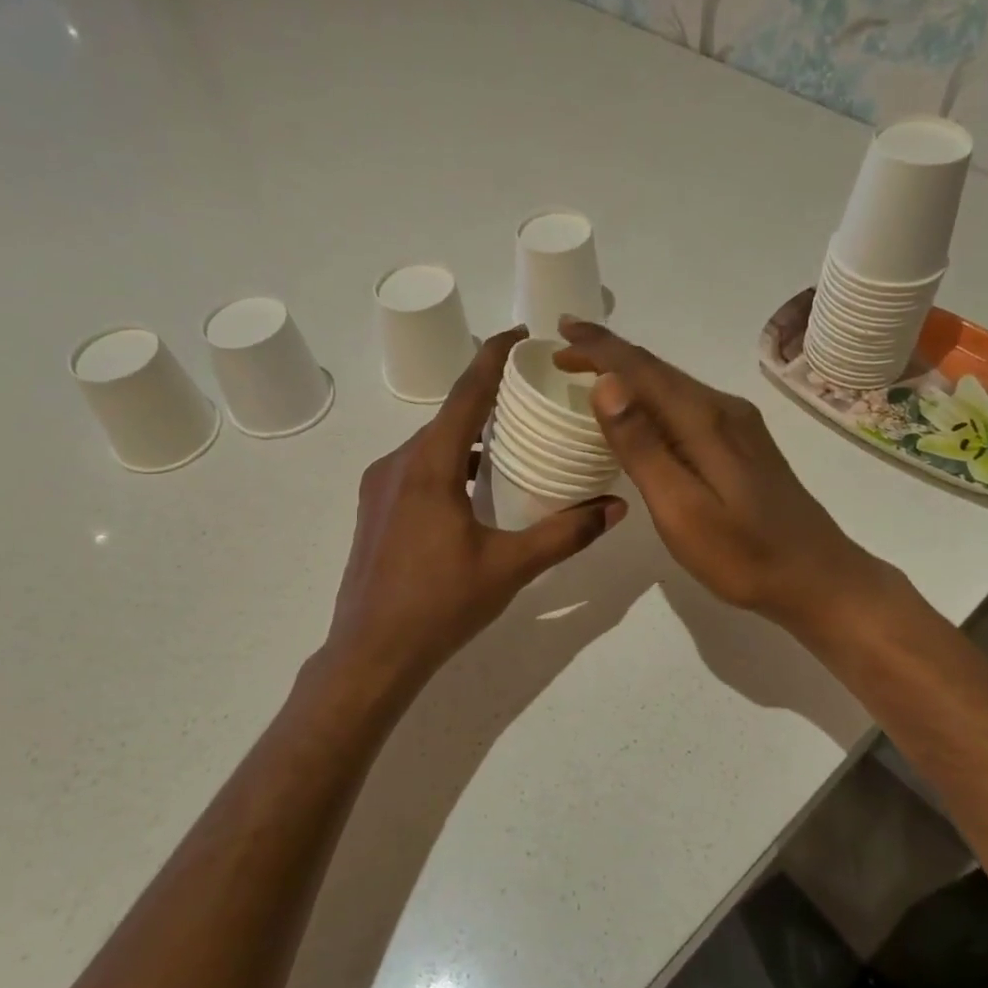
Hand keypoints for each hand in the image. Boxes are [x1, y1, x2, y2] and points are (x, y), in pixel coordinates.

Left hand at [325, 327, 626, 695]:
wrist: (371, 654)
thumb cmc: (440, 606)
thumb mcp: (510, 567)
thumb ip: (566, 533)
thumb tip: (616, 508)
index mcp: (429, 465)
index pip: (467, 392)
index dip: (494, 356)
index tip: (522, 334)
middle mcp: (397, 463)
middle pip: (449, 416)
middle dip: (490, 400)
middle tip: (534, 398)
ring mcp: (379, 487)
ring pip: (432, 445)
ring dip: (470, 438)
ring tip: (514, 445)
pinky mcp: (374, 510)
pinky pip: (417, 469)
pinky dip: (450, 464)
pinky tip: (475, 491)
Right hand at [556, 318, 881, 635]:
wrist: (818, 578)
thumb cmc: (743, 555)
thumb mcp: (682, 509)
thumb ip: (642, 447)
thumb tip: (606, 383)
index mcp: (704, 421)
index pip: (642, 369)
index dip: (599, 347)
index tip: (560, 330)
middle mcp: (723, 410)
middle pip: (658, 370)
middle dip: (609, 354)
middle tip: (565, 350)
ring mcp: (738, 426)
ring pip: (674, 386)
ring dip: (631, 374)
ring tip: (592, 372)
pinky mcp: (744, 445)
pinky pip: (687, 405)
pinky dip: (653, 397)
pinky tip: (641, 412)